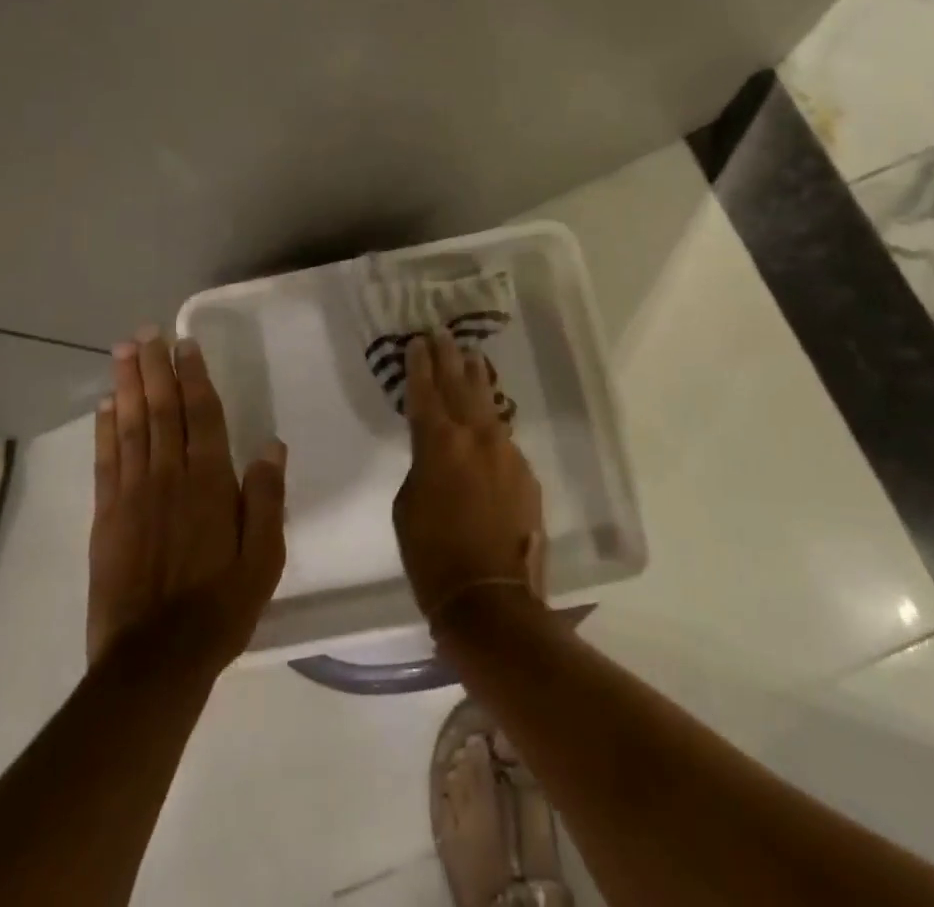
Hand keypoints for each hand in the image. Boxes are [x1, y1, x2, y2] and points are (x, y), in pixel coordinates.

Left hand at [87, 328, 287, 672]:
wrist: (154, 660)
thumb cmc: (219, 606)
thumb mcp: (264, 557)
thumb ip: (266, 498)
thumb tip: (272, 445)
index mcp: (210, 482)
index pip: (201, 414)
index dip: (193, 376)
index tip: (184, 344)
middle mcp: (169, 476)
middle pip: (161, 410)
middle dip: (153, 367)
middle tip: (145, 332)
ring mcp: (133, 494)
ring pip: (130, 426)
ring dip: (127, 385)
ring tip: (122, 351)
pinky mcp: (106, 516)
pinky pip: (105, 461)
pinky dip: (104, 429)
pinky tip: (104, 406)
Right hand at [393, 328, 545, 623]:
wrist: (491, 600)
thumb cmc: (433, 557)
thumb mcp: (407, 506)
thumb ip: (421, 466)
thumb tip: (436, 454)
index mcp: (438, 443)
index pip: (425, 391)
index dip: (419, 365)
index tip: (417, 342)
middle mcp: (475, 437)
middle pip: (460, 385)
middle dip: (449, 358)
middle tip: (442, 334)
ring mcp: (506, 452)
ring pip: (488, 405)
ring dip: (476, 380)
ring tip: (471, 357)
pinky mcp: (526, 473)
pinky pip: (503, 438)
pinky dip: (491, 423)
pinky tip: (488, 417)